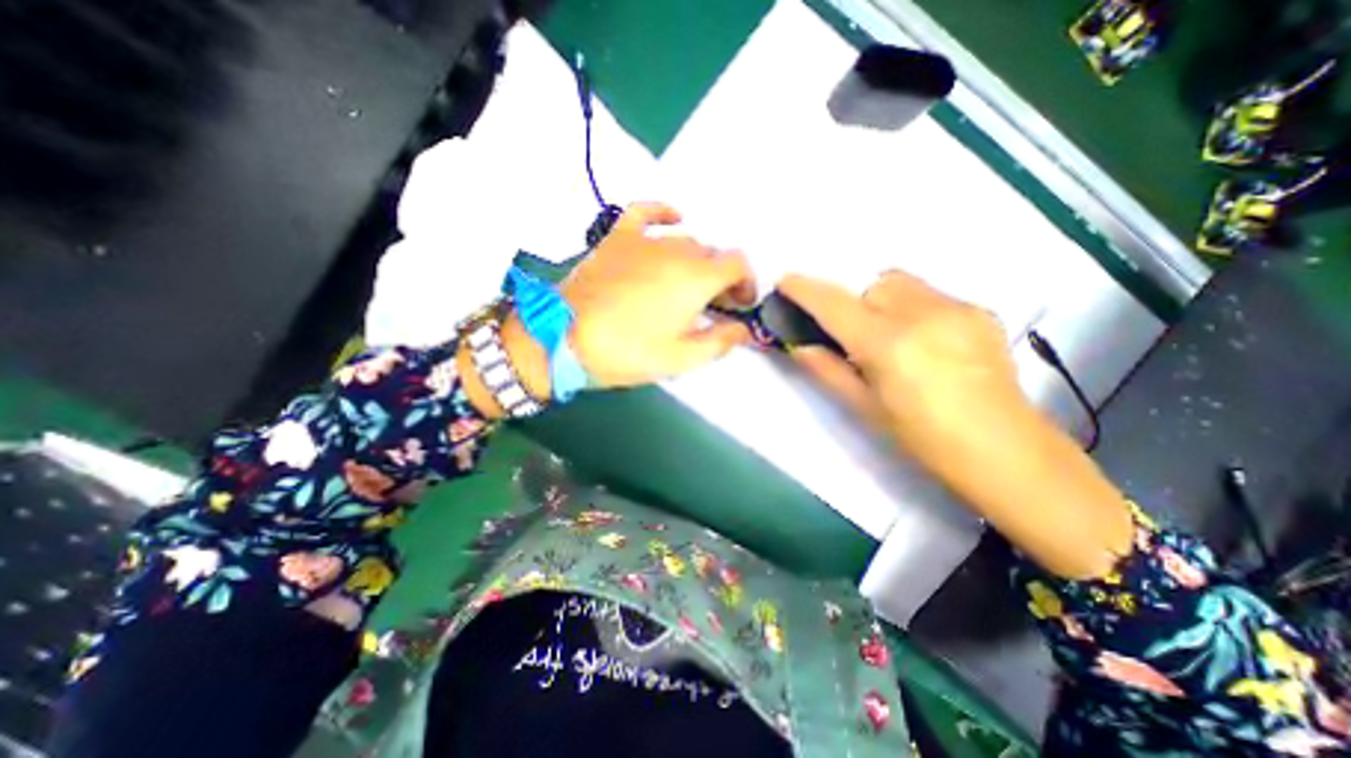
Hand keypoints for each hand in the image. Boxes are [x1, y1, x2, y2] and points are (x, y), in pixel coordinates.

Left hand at [559, 203, 757, 387]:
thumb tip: (743, 330)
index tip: (739, 303)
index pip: (737, 264)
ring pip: (685, 240)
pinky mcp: (617, 238)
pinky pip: (646, 212)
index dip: (746, 282)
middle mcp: (676, 251)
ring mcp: (644, 240)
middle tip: (713, 303)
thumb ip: (720, 342)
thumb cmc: (627, 352)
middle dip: (721, 277)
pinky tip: (675, 219)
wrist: (564, 338)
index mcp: (696, 279)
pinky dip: (664, 213)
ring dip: (697, 260)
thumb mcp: (680, 359)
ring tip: (690, 283)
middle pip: (713, 254)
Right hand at [776, 274, 1132, 580]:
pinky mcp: (980, 311)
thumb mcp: (864, 407)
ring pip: (902, 284)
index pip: (835, 304)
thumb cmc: (923, 439)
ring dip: (883, 302)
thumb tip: (798, 346)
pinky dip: (912, 309)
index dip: (806, 289)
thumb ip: (827, 370)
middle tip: (856, 338)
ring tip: (893, 338)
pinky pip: (930, 295)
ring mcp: (956, 308)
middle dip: (855, 304)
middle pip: (871, 286)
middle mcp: (922, 314)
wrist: (1005, 452)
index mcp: (888, 344)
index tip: (786, 281)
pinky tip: (925, 343)